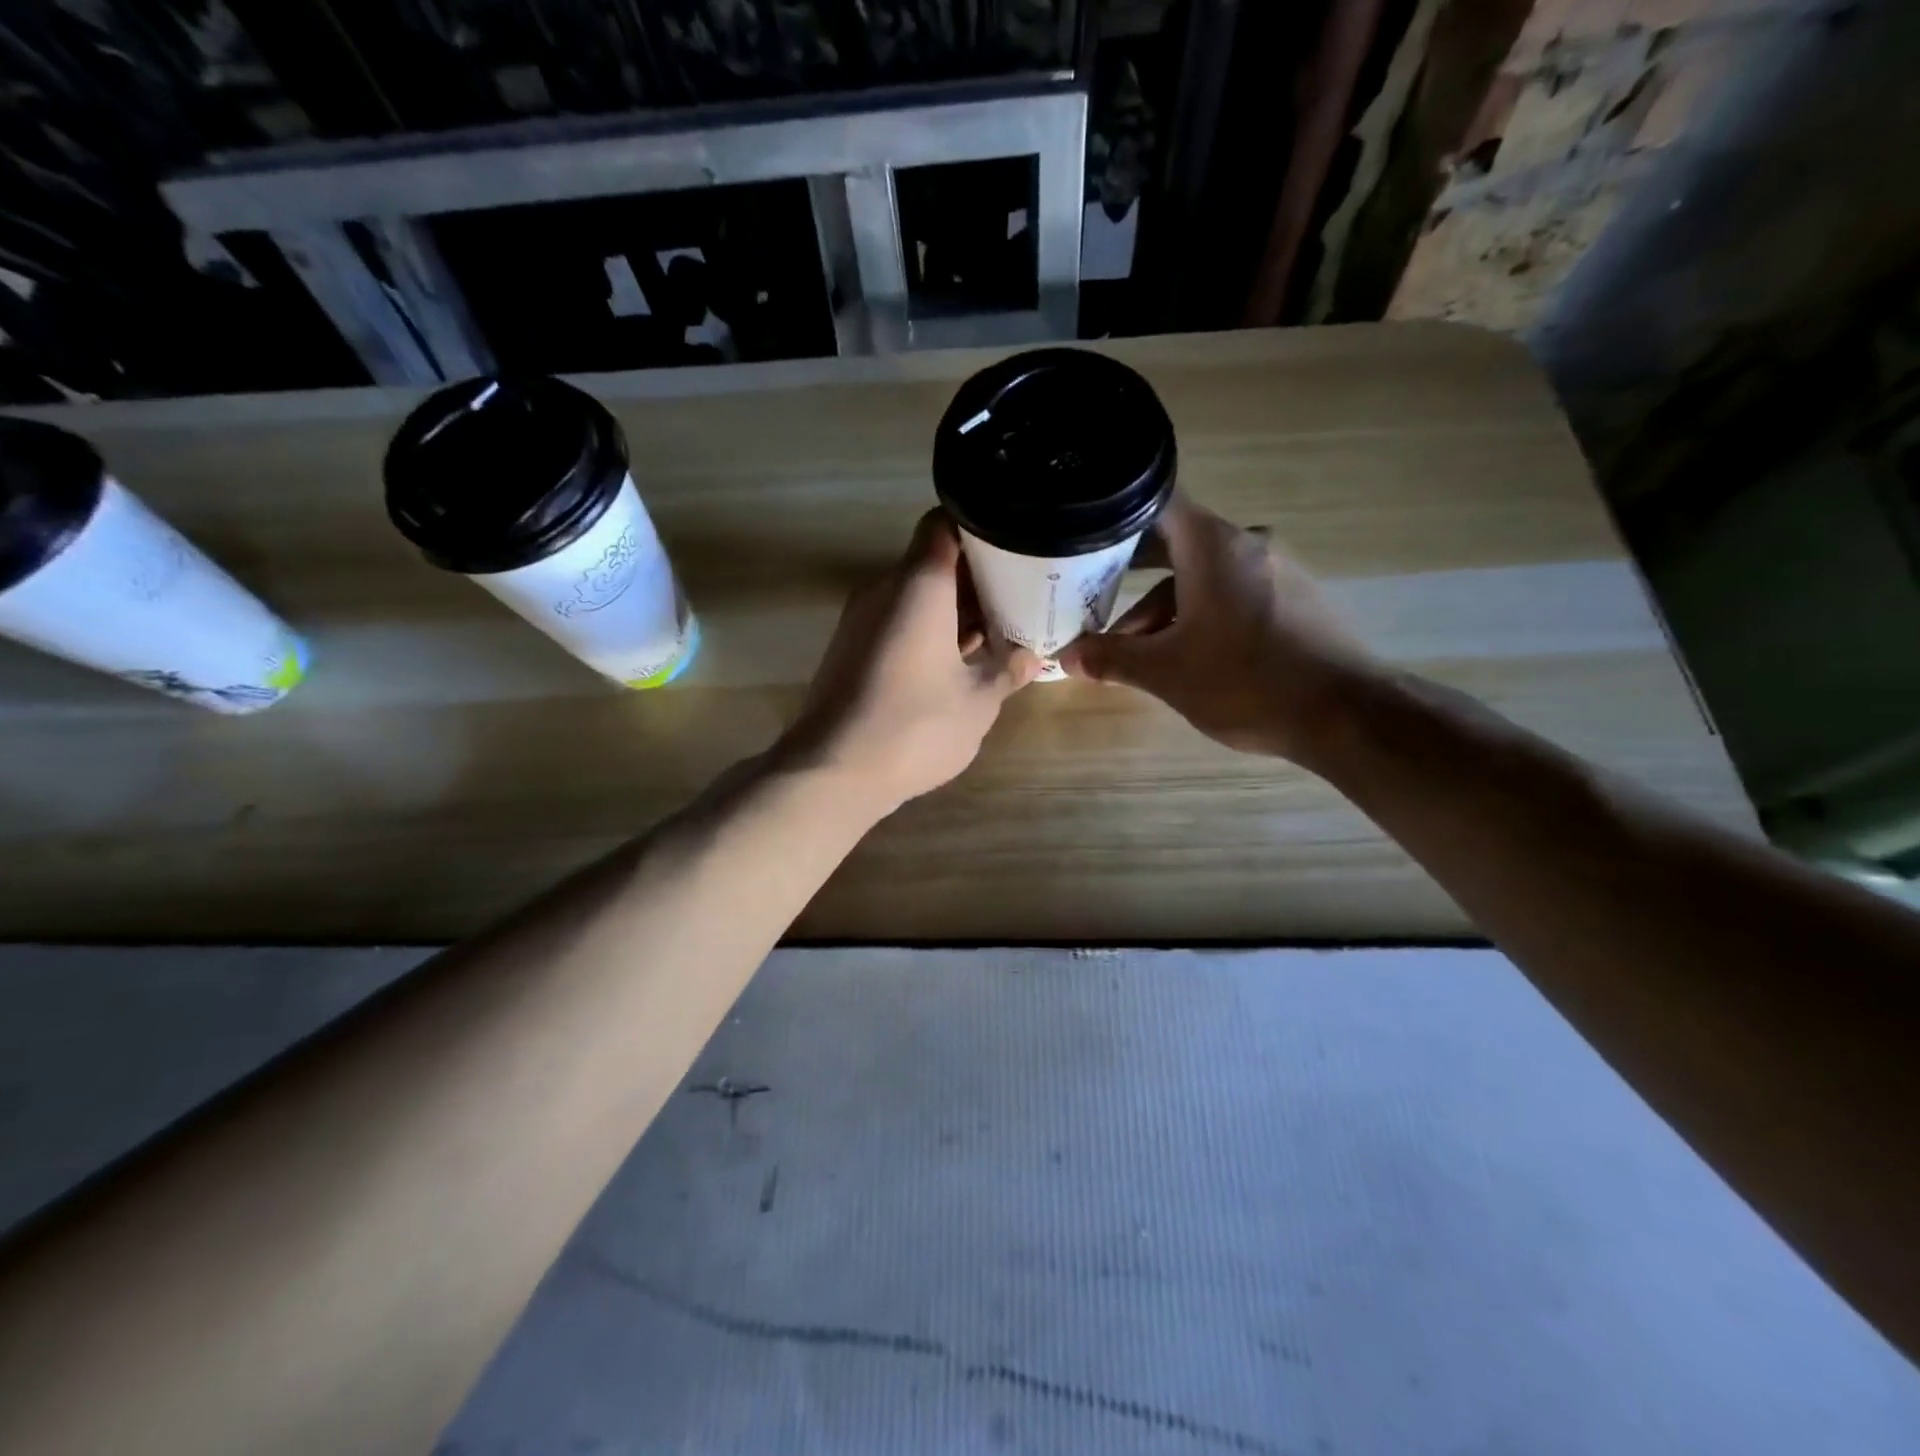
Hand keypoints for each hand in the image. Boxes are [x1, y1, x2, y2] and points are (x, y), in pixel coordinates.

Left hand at [779, 509, 1042, 812]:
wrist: (833, 771)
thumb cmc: (916, 727)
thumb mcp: (978, 702)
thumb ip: (1007, 671)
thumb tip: (1032, 657)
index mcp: (919, 586)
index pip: (945, 524)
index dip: (982, 528)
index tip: (1015, 547)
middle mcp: (884, 590)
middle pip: (932, 562)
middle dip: (977, 577)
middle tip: (1020, 595)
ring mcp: (862, 621)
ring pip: (915, 596)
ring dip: (954, 609)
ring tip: (999, 630)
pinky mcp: (851, 650)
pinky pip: (897, 623)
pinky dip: (929, 631)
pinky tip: (960, 661)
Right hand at [1058, 494, 1377, 760]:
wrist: (1345, 714)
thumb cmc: (1246, 681)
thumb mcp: (1166, 672)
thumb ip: (1112, 658)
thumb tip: (1068, 657)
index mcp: (1214, 546)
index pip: (1155, 503)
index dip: (1113, 517)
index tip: (1081, 537)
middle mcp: (1247, 544)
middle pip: (1175, 544)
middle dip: (1130, 576)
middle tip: (1091, 597)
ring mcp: (1277, 570)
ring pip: (1203, 576)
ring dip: (1164, 608)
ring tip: (1135, 652)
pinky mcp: (1294, 599)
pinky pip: (1233, 593)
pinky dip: (1200, 615)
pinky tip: (1185, 656)